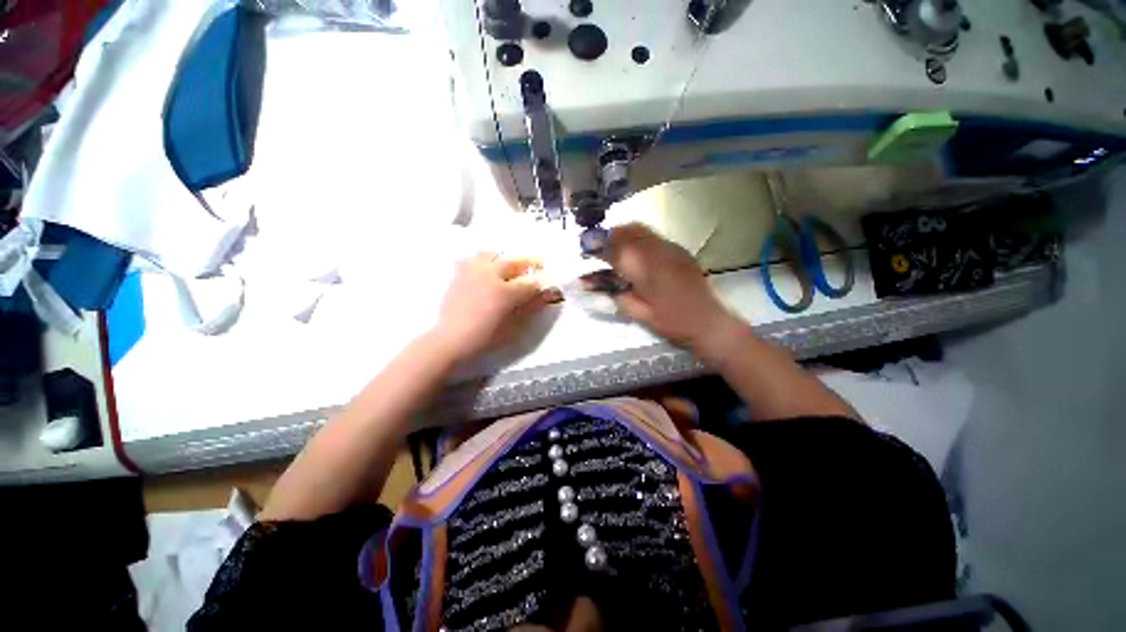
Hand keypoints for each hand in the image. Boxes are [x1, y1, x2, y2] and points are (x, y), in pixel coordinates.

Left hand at [431, 253, 548, 361]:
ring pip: (492, 254)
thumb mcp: (513, 326)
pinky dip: (483, 260)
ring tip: (510, 265)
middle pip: (513, 261)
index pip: (530, 282)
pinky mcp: (458, 274)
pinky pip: (473, 258)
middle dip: (529, 262)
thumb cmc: (485, 336)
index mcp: (505, 292)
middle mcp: (489, 275)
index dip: (543, 282)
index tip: (550, 282)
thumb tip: (548, 295)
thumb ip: (531, 307)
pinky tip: (486, 269)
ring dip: (505, 257)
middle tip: (539, 263)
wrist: (451, 339)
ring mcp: (472, 272)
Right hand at [601, 224, 738, 356]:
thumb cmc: (672, 322)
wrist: (709, 322)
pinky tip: (634, 253)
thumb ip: (615, 296)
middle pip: (629, 231)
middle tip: (597, 247)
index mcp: (646, 268)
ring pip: (642, 230)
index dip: (598, 245)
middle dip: (609, 235)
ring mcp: (671, 249)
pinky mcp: (679, 252)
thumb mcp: (639, 313)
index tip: (585, 247)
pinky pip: (653, 237)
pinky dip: (638, 239)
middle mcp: (658, 251)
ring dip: (623, 235)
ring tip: (612, 247)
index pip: (616, 248)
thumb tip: (594, 288)